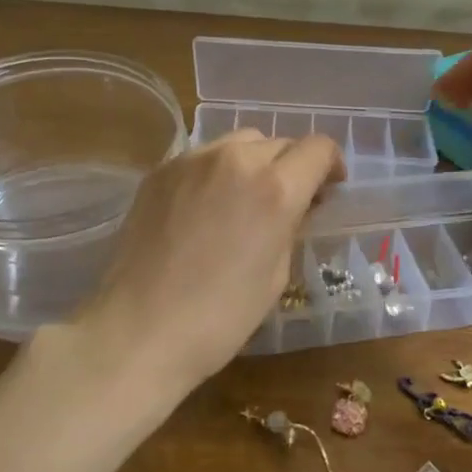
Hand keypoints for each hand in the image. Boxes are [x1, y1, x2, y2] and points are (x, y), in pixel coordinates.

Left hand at [73, 130, 344, 398]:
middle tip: (287, 202)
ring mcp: (192, 160)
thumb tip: (295, 206)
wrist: (140, 330)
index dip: (331, 165)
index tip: (328, 189)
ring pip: (239, 142)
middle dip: (291, 166)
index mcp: (275, 188)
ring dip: (254, 163)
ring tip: (244, 199)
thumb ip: (290, 225)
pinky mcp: (160, 171)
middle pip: (279, 141)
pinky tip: (206, 207)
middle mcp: (236, 160)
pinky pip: (202, 157)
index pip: (318, 148)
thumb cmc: (221, 317)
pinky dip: (217, 172)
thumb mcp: (276, 274)